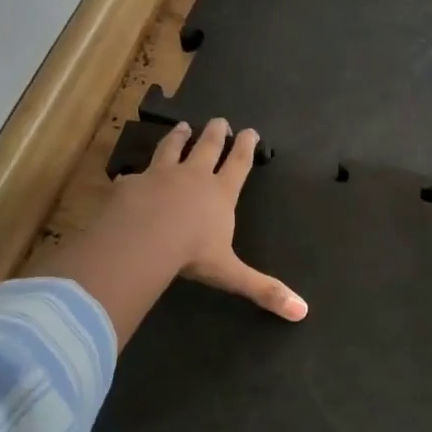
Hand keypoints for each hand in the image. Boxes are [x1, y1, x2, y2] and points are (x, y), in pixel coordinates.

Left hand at [107, 119, 306, 320]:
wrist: (142, 240)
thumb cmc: (192, 254)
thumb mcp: (231, 274)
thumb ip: (263, 289)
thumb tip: (301, 312)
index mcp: (220, 194)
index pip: (238, 164)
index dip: (246, 147)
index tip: (250, 131)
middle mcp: (192, 177)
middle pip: (207, 147)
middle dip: (215, 133)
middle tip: (219, 120)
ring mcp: (159, 176)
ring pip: (172, 149)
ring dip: (179, 137)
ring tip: (182, 126)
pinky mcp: (131, 184)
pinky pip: (135, 175)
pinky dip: (137, 173)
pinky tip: (132, 173)